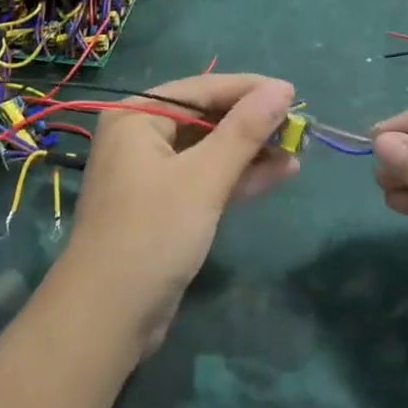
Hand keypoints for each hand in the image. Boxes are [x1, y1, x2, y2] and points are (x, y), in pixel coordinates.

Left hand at [66, 75, 298, 353]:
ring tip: (299, 149)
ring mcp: (152, 175)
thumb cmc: (152, 233)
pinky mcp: (165, 208)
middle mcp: (140, 138)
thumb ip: (244, 131)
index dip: (248, 89)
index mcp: (136, 117)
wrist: (108, 319)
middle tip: (299, 126)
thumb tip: (283, 88)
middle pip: (206, 119)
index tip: (293, 93)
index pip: (201, 90)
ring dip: (252, 151)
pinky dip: (239, 177)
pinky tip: (281, 172)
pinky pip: (207, 179)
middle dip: (252, 123)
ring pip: (210, 151)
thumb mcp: (204, 178)